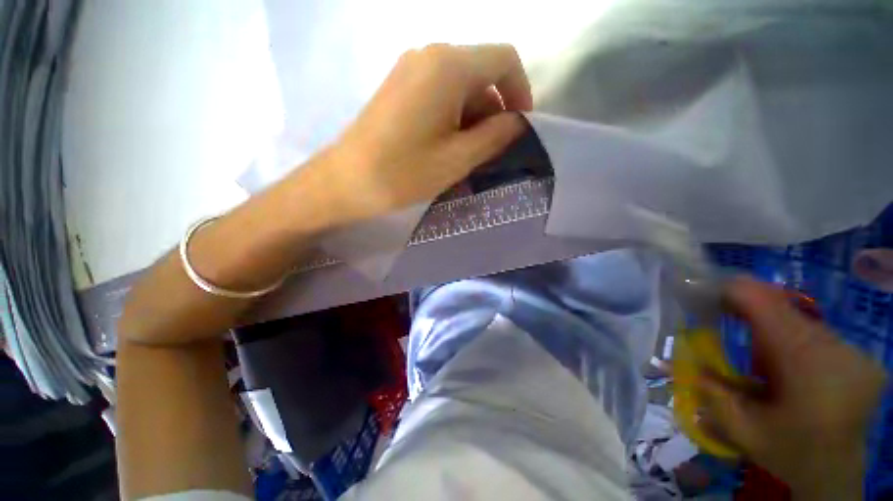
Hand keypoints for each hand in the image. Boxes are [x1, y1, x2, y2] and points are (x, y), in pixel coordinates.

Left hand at [323, 43, 532, 218]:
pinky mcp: (399, 87)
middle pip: (481, 73)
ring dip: (474, 118)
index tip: (520, 127)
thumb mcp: (459, 158)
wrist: (347, 181)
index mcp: (449, 66)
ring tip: (470, 155)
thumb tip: (517, 122)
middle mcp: (429, 55)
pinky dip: (454, 117)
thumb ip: (496, 136)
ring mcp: (410, 69)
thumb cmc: (405, 172)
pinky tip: (448, 146)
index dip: (521, 92)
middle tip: (493, 151)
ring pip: (460, 86)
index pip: (504, 60)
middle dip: (495, 110)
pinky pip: (439, 94)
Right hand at [699, 277, 887, 499]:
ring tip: (757, 351)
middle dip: (749, 310)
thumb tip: (686, 358)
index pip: (766, 304)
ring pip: (801, 320)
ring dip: (772, 327)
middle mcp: (837, 349)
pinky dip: (793, 339)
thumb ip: (711, 390)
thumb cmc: (788, 453)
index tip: (704, 293)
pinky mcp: (862, 356)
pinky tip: (787, 365)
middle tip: (721, 315)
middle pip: (784, 309)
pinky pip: (817, 333)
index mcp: (807, 365)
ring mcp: (855, 352)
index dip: (732, 291)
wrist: (836, 475)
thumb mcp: (741, 429)